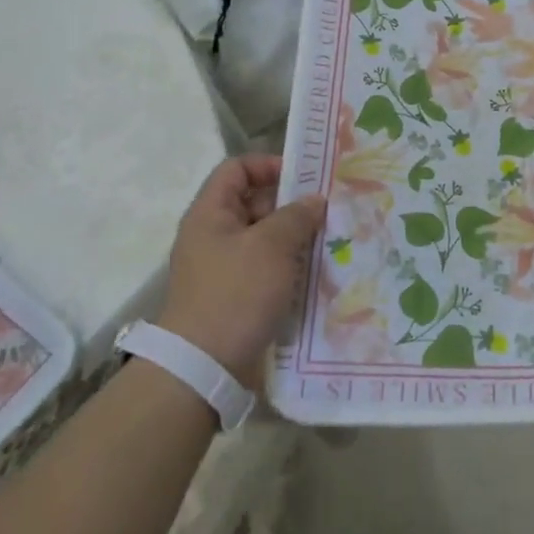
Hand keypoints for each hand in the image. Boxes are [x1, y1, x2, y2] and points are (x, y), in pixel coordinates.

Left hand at [155, 156, 325, 387]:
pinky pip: (266, 268)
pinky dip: (289, 266)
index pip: (237, 169)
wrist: (203, 367)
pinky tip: (316, 272)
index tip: (304, 179)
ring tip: (329, 240)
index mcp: (211, 214)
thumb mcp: (271, 246)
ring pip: (264, 238)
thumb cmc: (235, 293)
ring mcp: (224, 268)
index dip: (268, 165)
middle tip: (328, 210)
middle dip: (291, 204)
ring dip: (294, 237)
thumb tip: (314, 201)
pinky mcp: (236, 296)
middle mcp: (214, 235)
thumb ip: (296, 216)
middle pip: (254, 203)